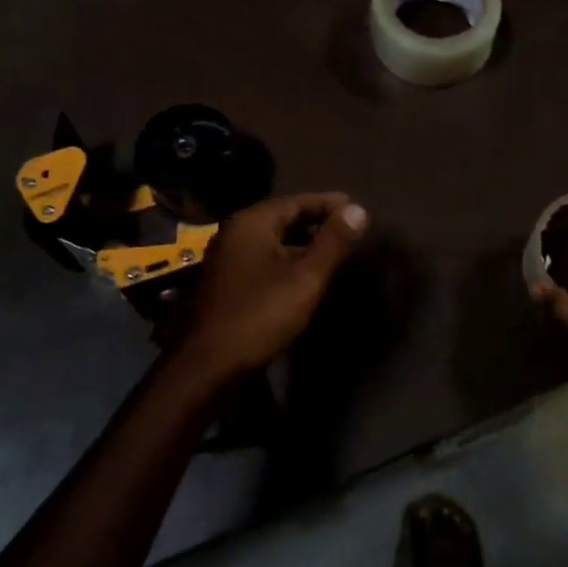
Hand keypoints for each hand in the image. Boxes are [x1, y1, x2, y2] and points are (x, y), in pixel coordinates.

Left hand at [174, 192, 367, 386]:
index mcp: (252, 223)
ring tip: (333, 250)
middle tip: (348, 228)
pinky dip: (286, 258)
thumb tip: (358, 209)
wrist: (209, 365)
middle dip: (316, 221)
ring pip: (272, 240)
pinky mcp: (226, 282)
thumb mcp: (306, 277)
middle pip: (282, 218)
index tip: (356, 208)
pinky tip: (304, 274)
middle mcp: (235, 233)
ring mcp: (226, 258)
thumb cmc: (261, 314)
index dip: (328, 204)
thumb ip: (333, 242)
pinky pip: (263, 258)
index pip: (296, 201)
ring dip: (302, 242)